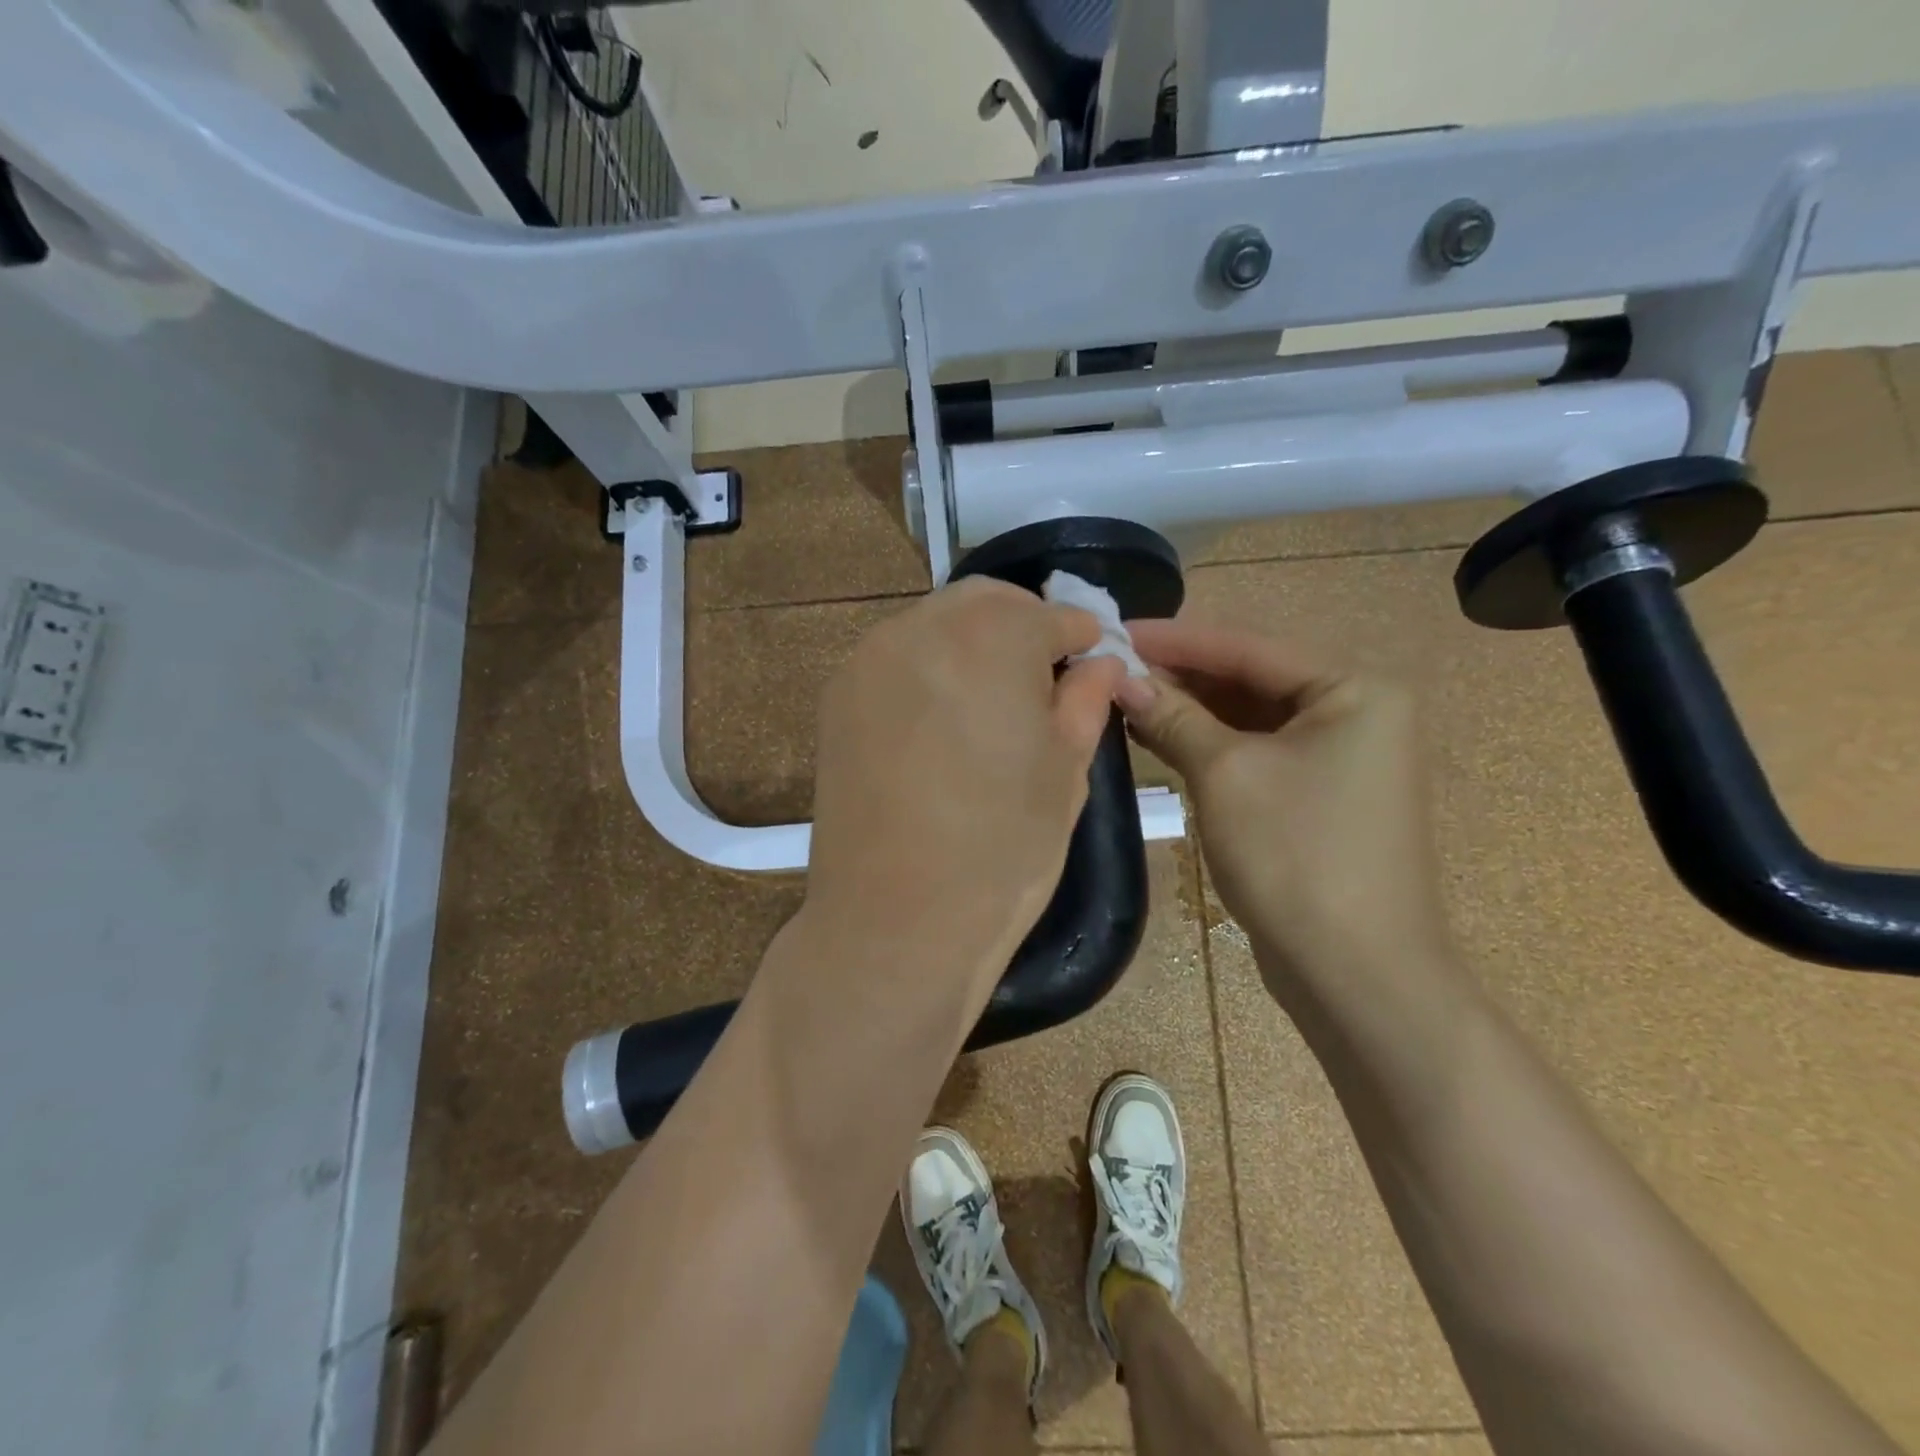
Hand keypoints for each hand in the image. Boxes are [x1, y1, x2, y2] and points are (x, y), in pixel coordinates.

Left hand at [803, 579, 1125, 1008]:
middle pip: (985, 602)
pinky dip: (929, 668)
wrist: (895, 920)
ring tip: (992, 701)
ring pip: (935, 624)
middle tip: (1043, 676)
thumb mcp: (1066, 773)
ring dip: (972, 643)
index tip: (1091, 662)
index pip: (1051, 616)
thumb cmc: (1002, 850)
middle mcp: (923, 628)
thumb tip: (1099, 663)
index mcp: (993, 638)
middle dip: (1023, 625)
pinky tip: (942, 719)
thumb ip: (1085, 701)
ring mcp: (870, 660)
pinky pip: (896, 658)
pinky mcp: (838, 696)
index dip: (1080, 637)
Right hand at [1118, 617, 1448, 997]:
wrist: (1357, 974)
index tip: (1114, 629)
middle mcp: (1355, 712)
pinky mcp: (1316, 795)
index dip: (1175, 639)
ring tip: (1121, 698)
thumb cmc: (1296, 857)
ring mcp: (1338, 757)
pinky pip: (1254, 752)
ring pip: (1248, 717)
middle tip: (1110, 666)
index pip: (1248, 646)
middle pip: (1249, 678)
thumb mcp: (1226, 774)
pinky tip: (1155, 737)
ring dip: (1188, 710)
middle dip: (1179, 675)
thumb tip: (1120, 678)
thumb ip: (1174, 717)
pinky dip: (1207, 745)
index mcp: (1353, 689)